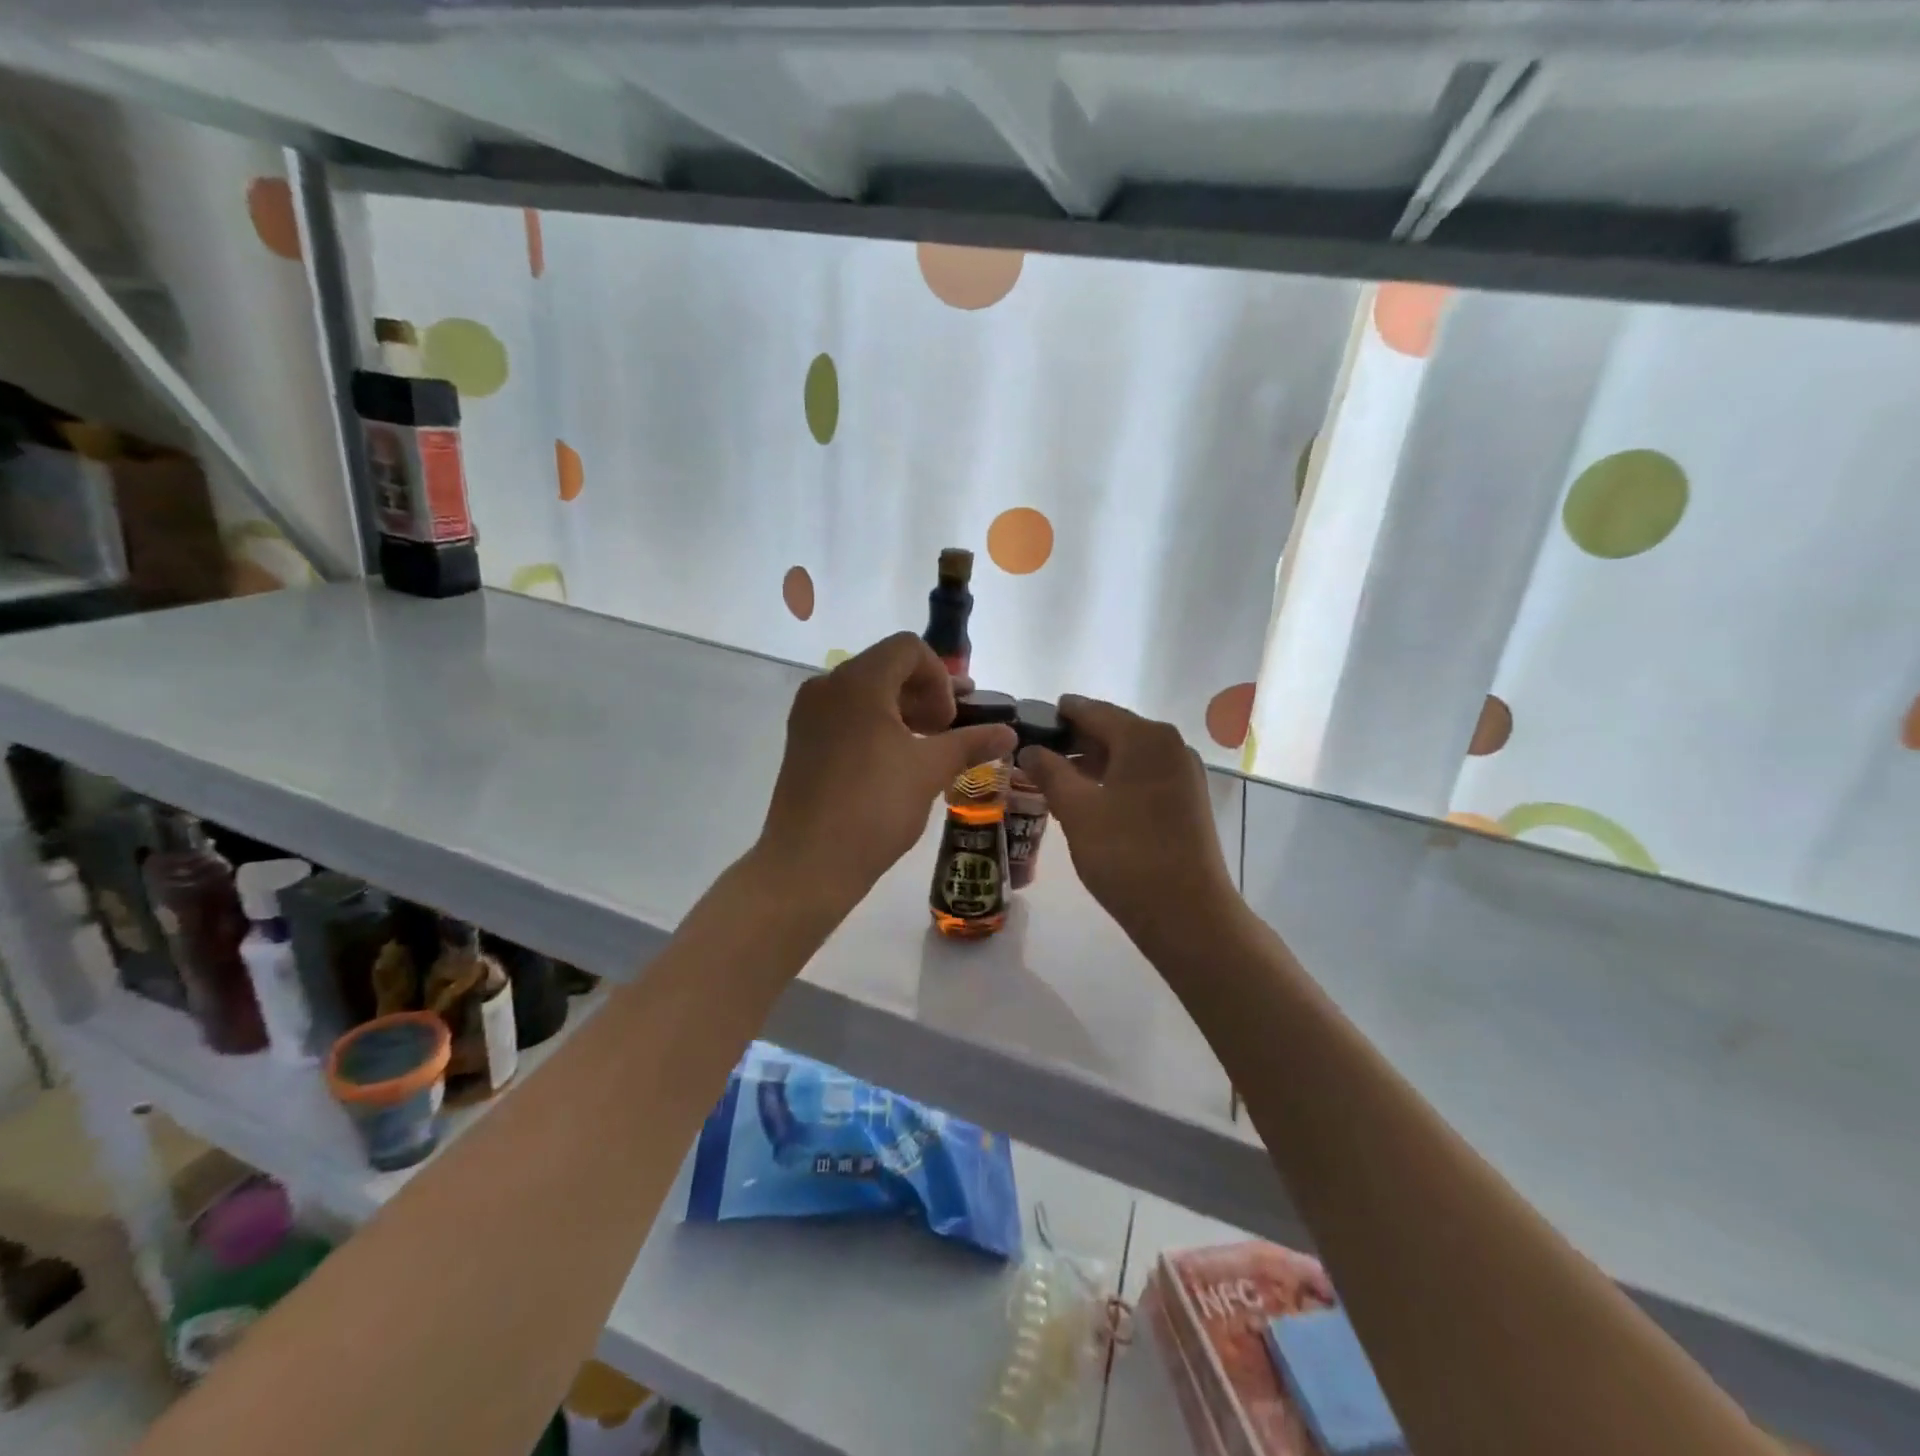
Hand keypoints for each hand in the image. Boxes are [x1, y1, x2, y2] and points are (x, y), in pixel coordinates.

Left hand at [757, 633, 1017, 915]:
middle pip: (886, 666)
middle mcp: (827, 686)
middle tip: (947, 730)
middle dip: (925, 693)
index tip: (948, 721)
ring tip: (927, 746)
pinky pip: (846, 715)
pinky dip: (876, 725)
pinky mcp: (802, 741)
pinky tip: (895, 760)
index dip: (940, 677)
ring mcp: (809, 714)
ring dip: (902, 710)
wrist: (808, 863)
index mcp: (858, 682)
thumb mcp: (930, 771)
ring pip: (866, 692)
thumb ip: (971, 742)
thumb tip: (1009, 732)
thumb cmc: (874, 808)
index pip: (909, 648)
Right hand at [1016, 696, 1238, 946]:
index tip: (1025, 723)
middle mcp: (1170, 745)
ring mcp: (1183, 774)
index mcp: (1145, 737)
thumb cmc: (1127, 854)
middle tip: (1033, 755)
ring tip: (1053, 778)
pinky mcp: (1187, 801)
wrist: (1187, 914)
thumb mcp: (1077, 810)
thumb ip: (1050, 772)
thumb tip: (1030, 749)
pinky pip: (1142, 776)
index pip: (1091, 710)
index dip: (1056, 715)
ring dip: (1091, 763)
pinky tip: (1088, 799)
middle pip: (1112, 730)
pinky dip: (1113, 780)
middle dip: (1072, 741)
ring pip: (1127, 756)